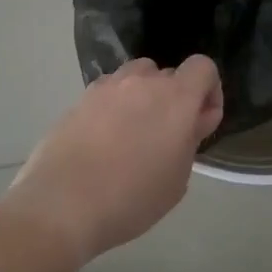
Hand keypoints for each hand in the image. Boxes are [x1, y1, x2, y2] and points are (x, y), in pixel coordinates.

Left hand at [5, 56, 224, 263]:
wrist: (62, 205)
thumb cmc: (132, 198)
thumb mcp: (177, 179)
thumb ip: (189, 140)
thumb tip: (191, 121)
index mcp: (175, 98)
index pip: (203, 67)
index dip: (209, 91)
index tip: (200, 123)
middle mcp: (141, 82)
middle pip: (167, 74)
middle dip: (174, 99)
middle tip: (166, 138)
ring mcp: (106, 87)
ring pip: (135, 78)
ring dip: (143, 97)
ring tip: (134, 134)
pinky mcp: (79, 100)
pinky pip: (107, 93)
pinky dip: (114, 107)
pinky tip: (104, 141)